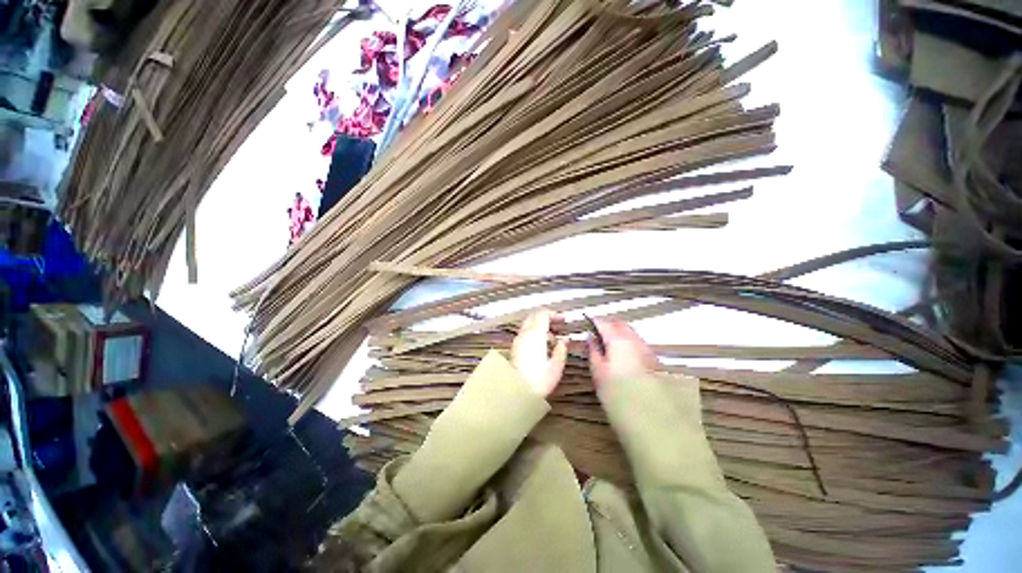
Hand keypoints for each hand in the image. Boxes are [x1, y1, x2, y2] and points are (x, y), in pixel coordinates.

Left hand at [511, 310, 567, 396]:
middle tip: (558, 326)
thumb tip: (564, 340)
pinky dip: (534, 334)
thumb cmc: (538, 380)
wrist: (516, 392)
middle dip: (546, 318)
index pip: (542, 314)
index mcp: (535, 335)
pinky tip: (542, 346)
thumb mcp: (556, 366)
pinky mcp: (515, 348)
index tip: (563, 320)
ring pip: (529, 325)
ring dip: (540, 327)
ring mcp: (518, 341)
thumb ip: (561, 350)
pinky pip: (525, 334)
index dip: (554, 314)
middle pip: (534, 317)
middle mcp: (524, 334)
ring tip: (553, 339)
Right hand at [588, 319, 659, 387]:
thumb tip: (589, 338)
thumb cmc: (618, 390)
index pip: (604, 323)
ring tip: (608, 343)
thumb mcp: (598, 371)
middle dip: (608, 324)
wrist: (650, 411)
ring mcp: (645, 348)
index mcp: (617, 340)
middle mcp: (633, 339)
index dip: (594, 321)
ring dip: (619, 333)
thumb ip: (593, 351)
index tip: (587, 322)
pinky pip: (637, 342)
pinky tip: (622, 353)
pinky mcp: (652, 359)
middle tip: (597, 331)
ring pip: (630, 332)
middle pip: (619, 324)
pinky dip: (627, 342)